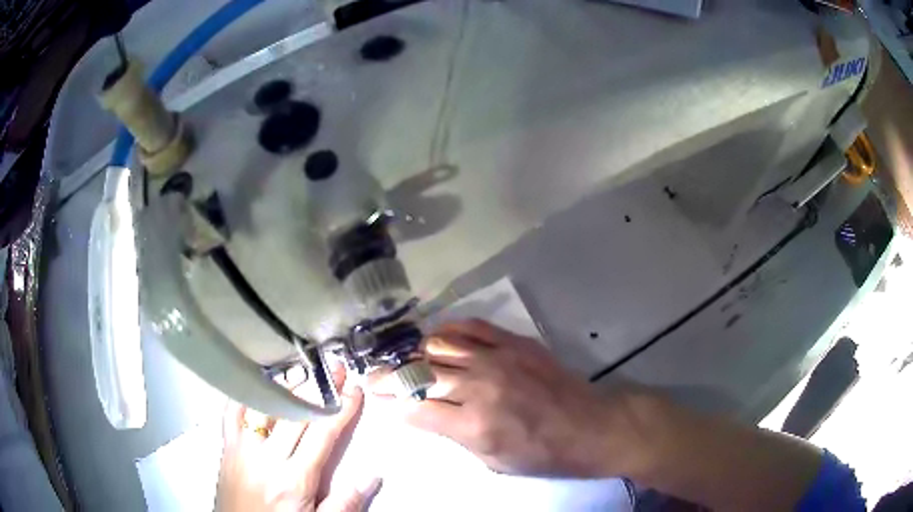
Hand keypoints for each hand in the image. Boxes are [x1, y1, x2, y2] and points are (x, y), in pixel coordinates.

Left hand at [215, 371, 380, 511]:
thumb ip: (345, 502)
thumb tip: (373, 475)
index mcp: (294, 479)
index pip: (322, 435)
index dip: (340, 409)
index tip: (354, 390)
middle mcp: (267, 458)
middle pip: (295, 414)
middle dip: (318, 389)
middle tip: (335, 371)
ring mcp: (242, 449)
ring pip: (264, 407)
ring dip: (285, 387)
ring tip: (303, 372)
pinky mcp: (227, 447)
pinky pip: (232, 414)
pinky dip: (245, 395)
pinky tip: (258, 384)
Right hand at [369, 319, 639, 476]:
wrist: (590, 427)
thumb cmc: (541, 454)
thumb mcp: (492, 462)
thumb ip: (453, 435)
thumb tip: (421, 414)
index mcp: (472, 425)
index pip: (414, 409)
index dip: (391, 404)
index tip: (379, 399)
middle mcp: (478, 387)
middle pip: (419, 374)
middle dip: (390, 377)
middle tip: (376, 376)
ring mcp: (497, 358)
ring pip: (439, 345)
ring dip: (416, 353)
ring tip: (407, 360)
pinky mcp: (514, 342)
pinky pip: (470, 326)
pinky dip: (448, 330)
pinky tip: (439, 337)